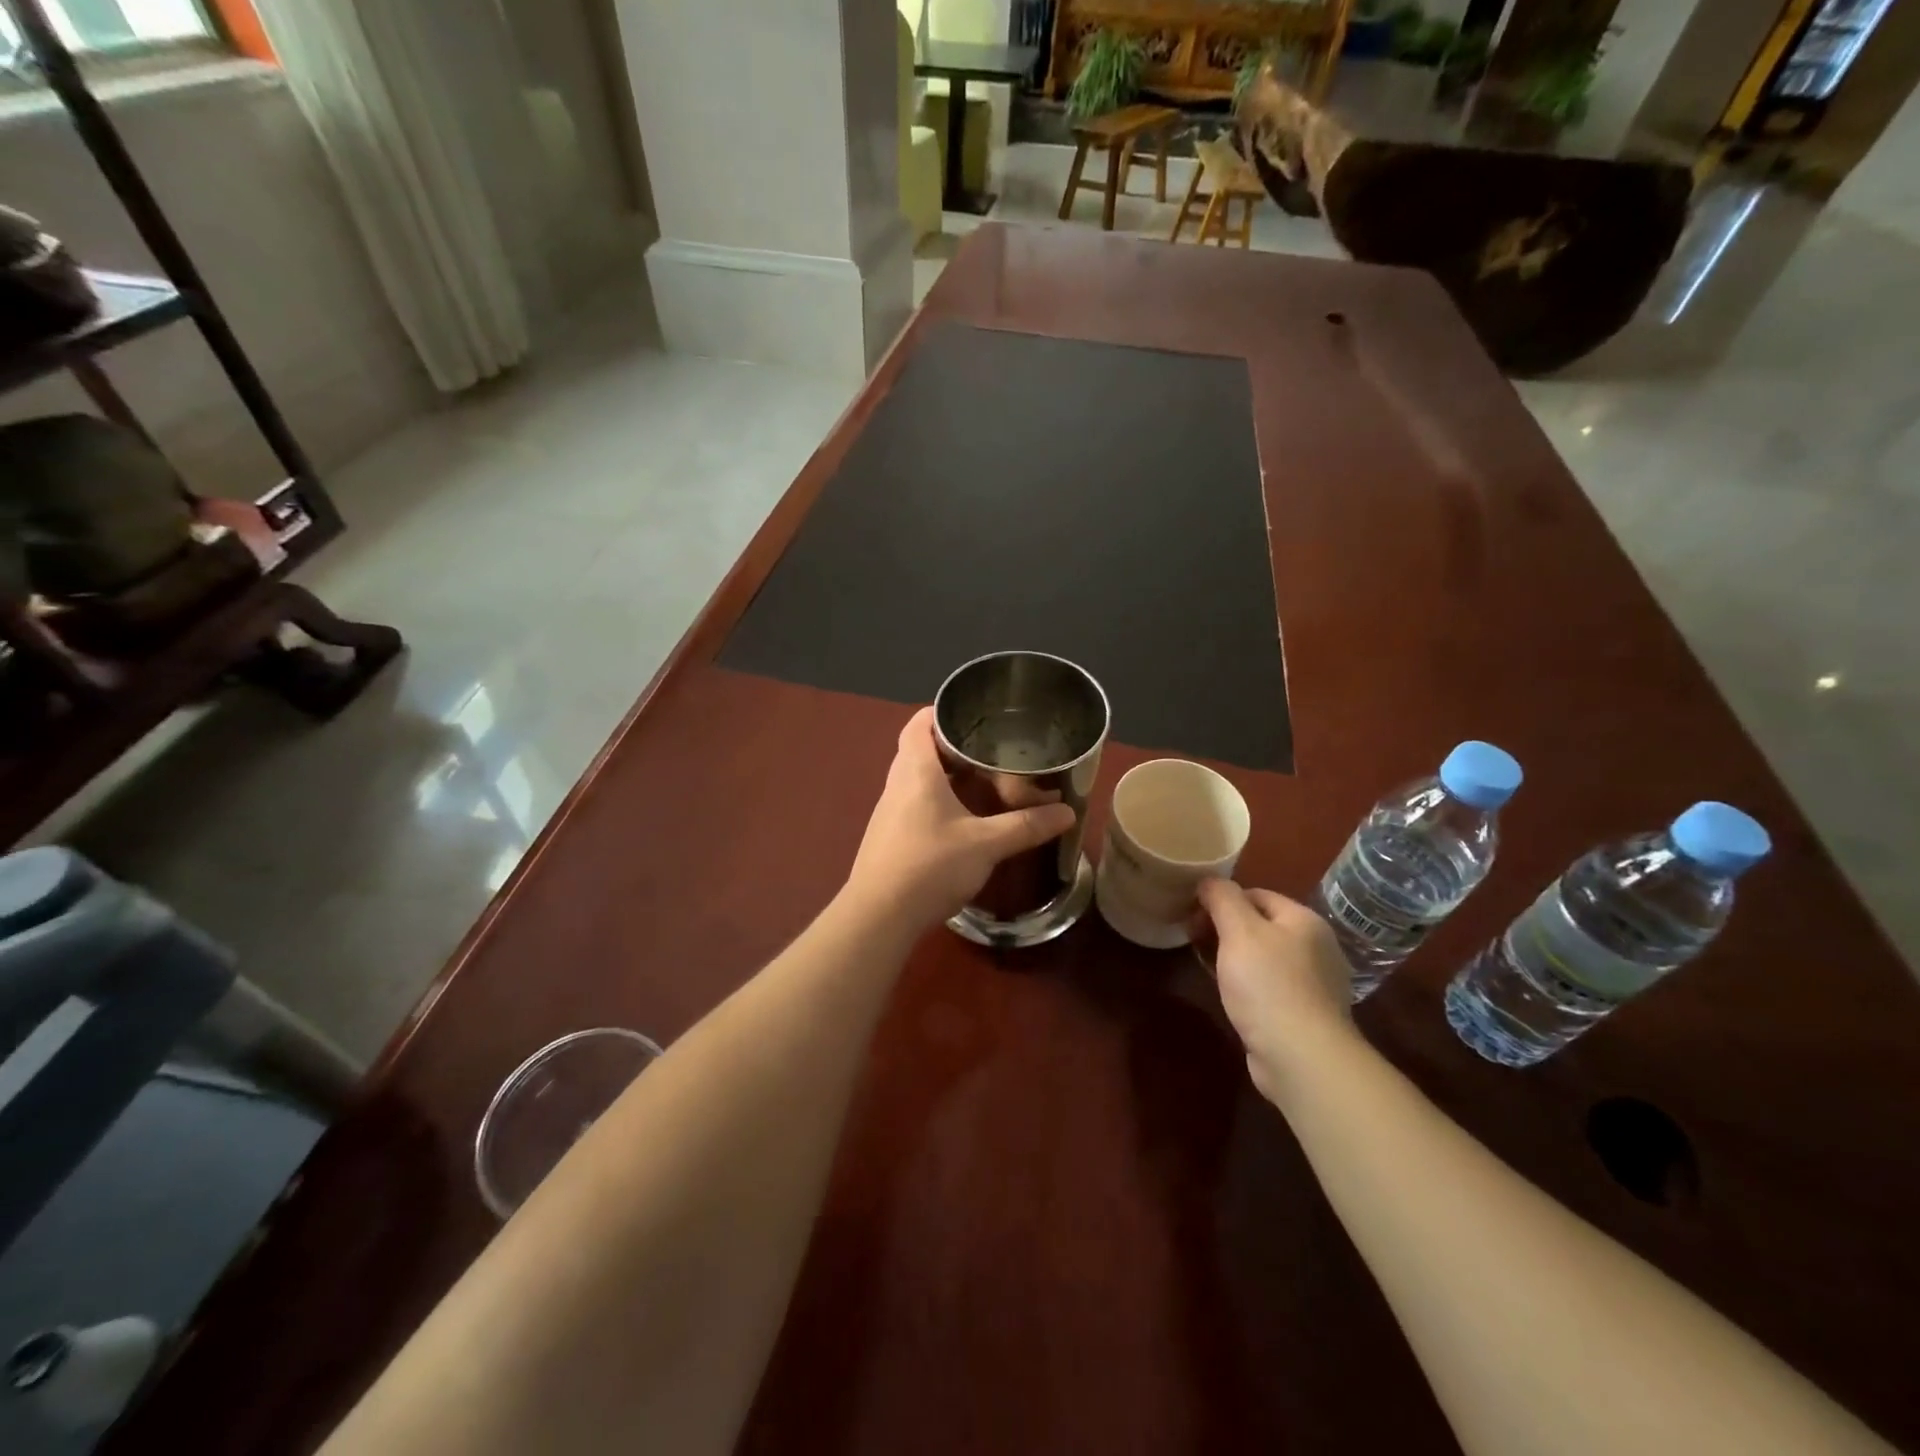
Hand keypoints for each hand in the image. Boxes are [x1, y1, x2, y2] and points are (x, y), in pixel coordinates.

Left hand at [844, 708, 1077, 933]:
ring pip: (916, 780)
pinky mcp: (889, 838)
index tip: (973, 716)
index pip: (919, 724)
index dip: (941, 712)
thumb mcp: (985, 845)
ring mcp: (888, 813)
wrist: (878, 917)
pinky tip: (961, 821)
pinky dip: (937, 802)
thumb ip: (1026, 827)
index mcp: (915, 772)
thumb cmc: (929, 867)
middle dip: (952, 747)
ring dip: (945, 777)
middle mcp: (897, 785)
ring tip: (982, 782)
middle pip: (919, 750)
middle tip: (989, 750)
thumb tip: (1068, 812)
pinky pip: (914, 805)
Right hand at [1197, 880, 1357, 1103]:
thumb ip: (1222, 898)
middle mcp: (1316, 947)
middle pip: (1260, 925)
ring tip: (1208, 968)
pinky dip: (1247, 985)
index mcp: (1304, 921)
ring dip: (1233, 957)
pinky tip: (1232, 996)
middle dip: (1224, 929)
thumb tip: (1208, 882)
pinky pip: (1269, 986)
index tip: (1192, 917)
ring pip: (1263, 957)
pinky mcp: (1305, 1014)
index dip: (1221, 900)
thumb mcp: (1238, 930)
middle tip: (1194, 941)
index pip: (1256, 894)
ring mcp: (1314, 983)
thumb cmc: (1268, 985)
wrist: (1302, 1057)